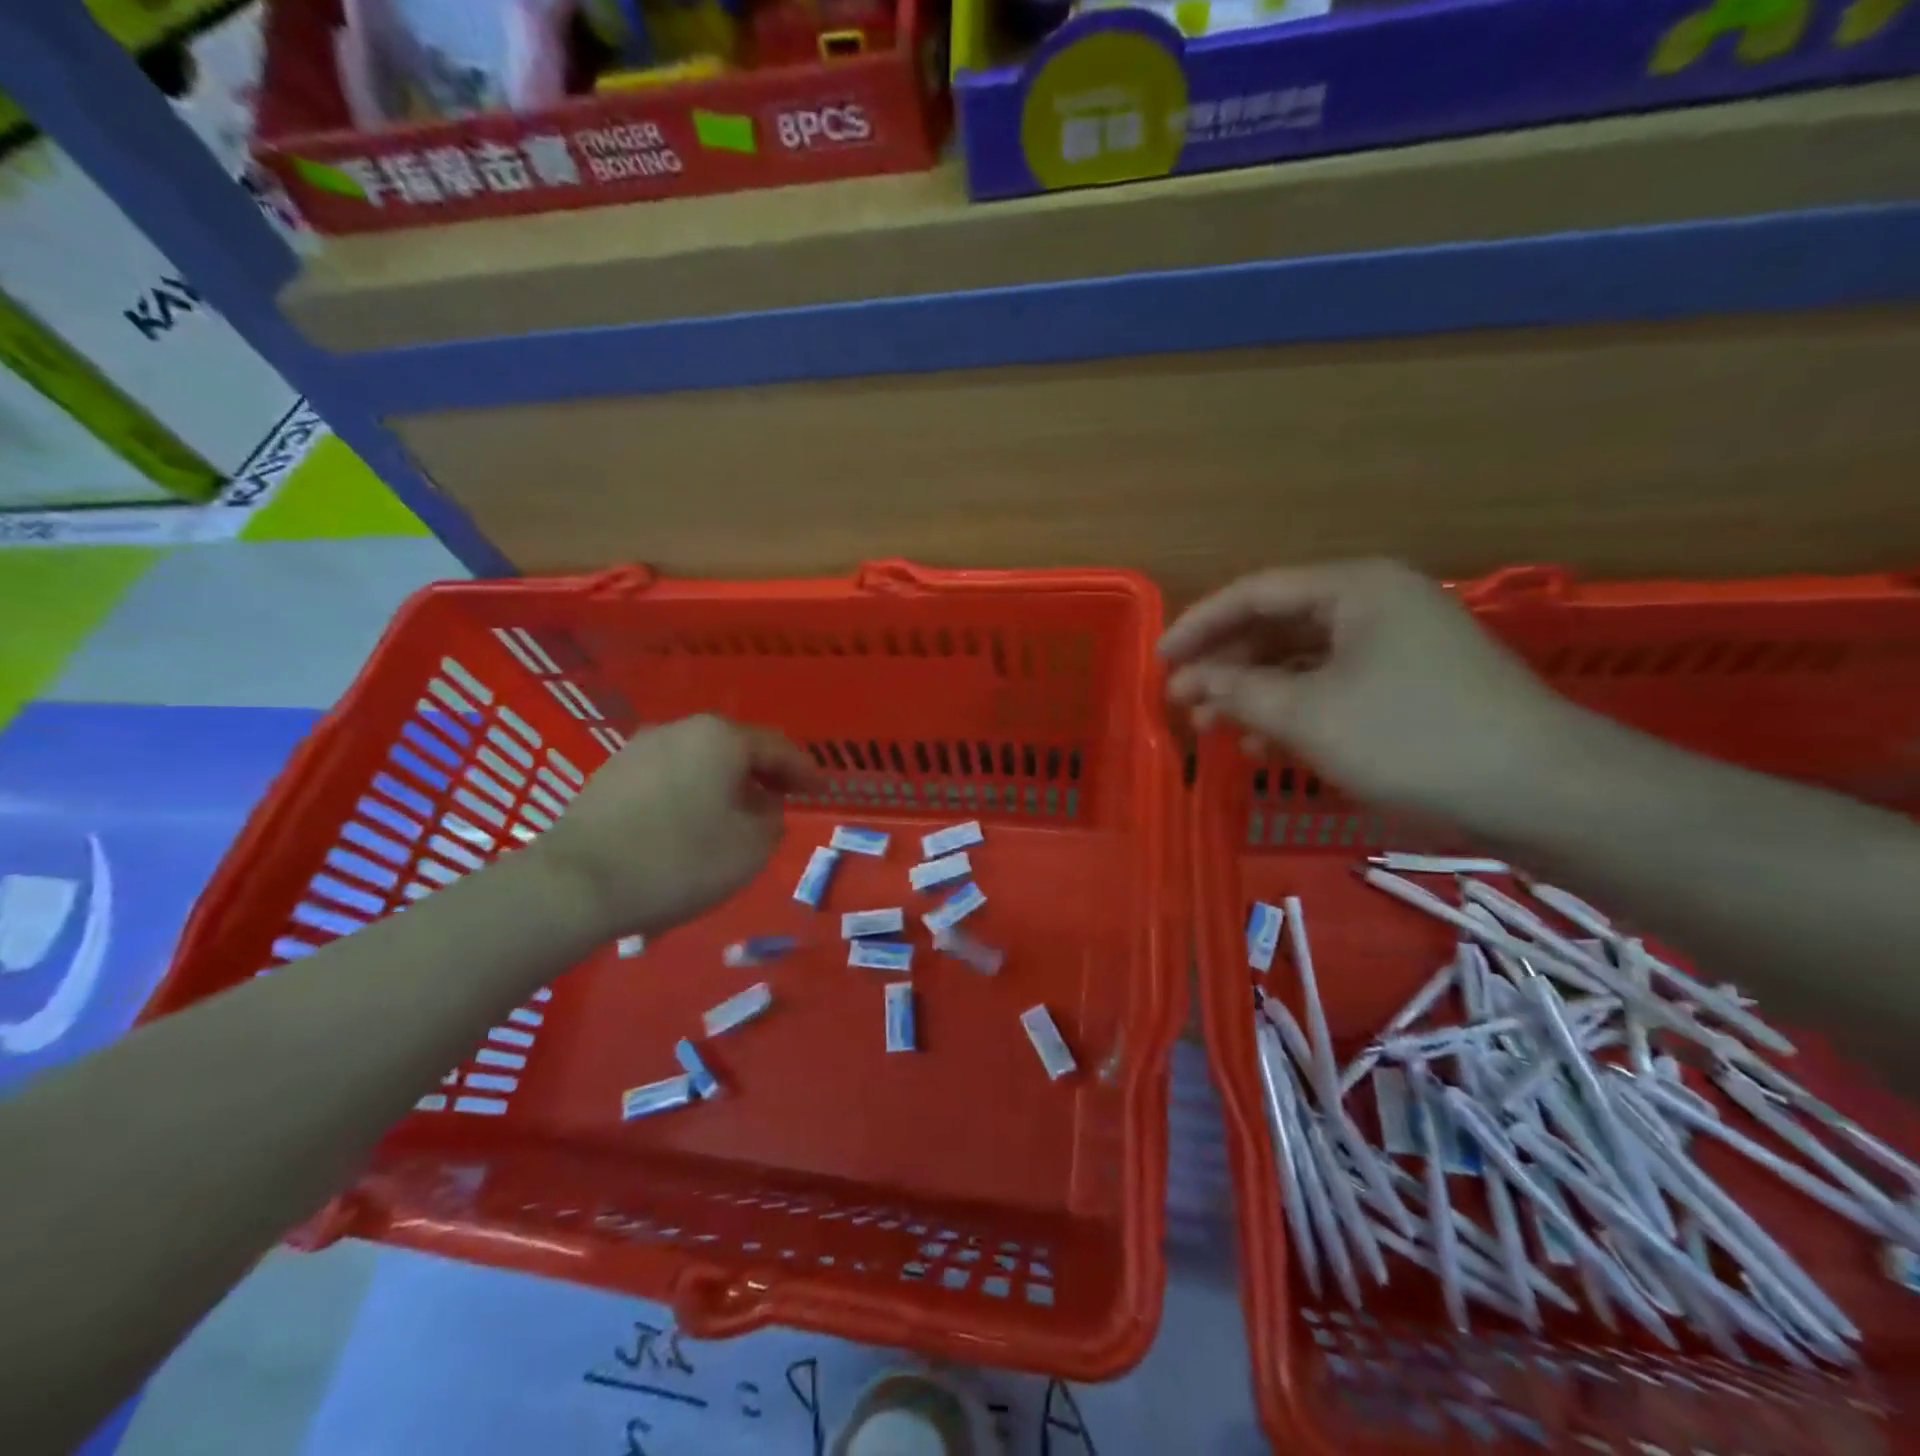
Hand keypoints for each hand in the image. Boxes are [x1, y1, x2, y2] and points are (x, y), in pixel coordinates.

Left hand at [534, 715, 823, 939]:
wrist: (576, 884)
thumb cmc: (679, 861)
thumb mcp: (749, 848)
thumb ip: (772, 820)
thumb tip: (764, 807)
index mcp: (721, 738)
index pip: (777, 747)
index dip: (804, 770)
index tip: (822, 791)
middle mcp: (680, 729)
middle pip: (736, 747)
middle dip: (764, 773)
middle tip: (783, 799)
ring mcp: (639, 748)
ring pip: (700, 760)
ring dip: (726, 783)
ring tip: (738, 814)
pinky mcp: (610, 774)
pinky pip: (669, 775)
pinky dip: (692, 791)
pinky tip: (692, 821)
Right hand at [1160, 560, 1575, 821]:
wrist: (1542, 792)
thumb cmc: (1412, 738)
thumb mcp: (1308, 716)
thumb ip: (1239, 692)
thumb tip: (1194, 682)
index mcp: (1353, 588)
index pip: (1254, 593)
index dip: (1198, 627)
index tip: (1159, 663)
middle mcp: (1374, 604)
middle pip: (1276, 626)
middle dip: (1225, 666)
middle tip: (1183, 705)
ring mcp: (1396, 645)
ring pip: (1301, 661)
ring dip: (1254, 694)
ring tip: (1217, 732)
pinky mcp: (1410, 685)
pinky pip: (1331, 686)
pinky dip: (1294, 712)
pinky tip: (1268, 747)